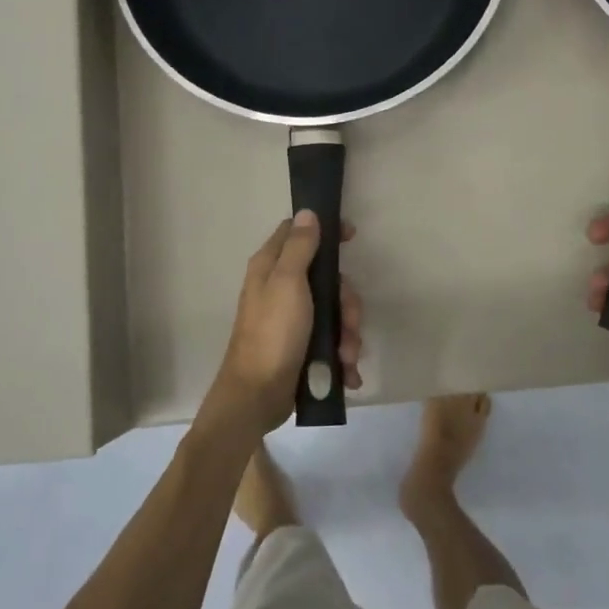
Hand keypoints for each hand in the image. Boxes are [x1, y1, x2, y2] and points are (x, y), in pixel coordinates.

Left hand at [206, 212, 363, 437]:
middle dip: (346, 303)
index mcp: (271, 267)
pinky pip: (331, 340)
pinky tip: (346, 372)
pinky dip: (342, 355)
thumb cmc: (272, 334)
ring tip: (346, 357)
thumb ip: (299, 247)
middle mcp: (280, 288)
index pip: (298, 232)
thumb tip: (307, 212)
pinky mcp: (301, 346)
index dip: (324, 230)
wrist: (257, 396)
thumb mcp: (288, 283)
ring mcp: (292, 319)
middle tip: (349, 322)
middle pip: (327, 278)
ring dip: (348, 334)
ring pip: (334, 312)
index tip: (351, 237)